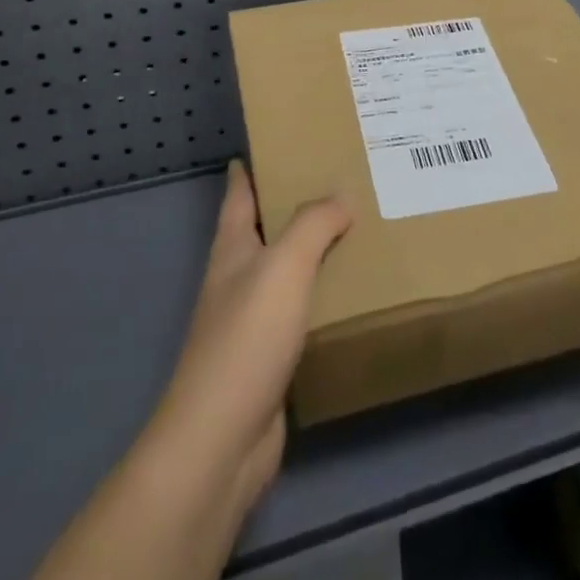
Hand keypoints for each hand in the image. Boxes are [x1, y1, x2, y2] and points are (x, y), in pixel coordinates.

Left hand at [151, 161, 350, 511]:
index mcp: (232, 246)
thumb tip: (341, 194)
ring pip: (285, 269)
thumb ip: (313, 225)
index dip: (252, 164)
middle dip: (294, 202)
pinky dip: (321, 294)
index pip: (239, 191)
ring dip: (313, 250)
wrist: (222, 440)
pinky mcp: (269, 357)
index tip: (279, 138)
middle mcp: (237, 276)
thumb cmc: (247, 338)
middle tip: (340, 178)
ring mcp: (250, 319)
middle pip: (264, 227)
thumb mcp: (284, 266)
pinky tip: (352, 292)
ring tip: (358, 228)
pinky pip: (300, 311)